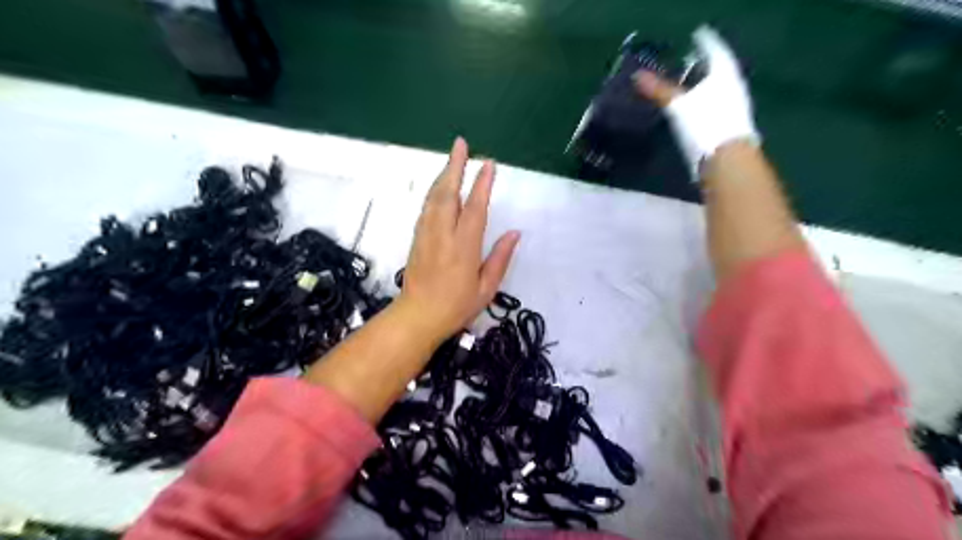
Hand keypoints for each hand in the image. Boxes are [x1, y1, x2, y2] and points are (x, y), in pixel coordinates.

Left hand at [397, 137, 522, 342]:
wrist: (417, 317)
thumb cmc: (456, 307)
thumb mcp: (486, 289)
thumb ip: (500, 258)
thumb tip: (514, 233)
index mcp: (463, 247)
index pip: (474, 208)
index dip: (482, 184)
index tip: (488, 164)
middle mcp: (442, 235)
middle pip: (448, 193)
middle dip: (455, 166)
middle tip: (461, 144)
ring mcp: (426, 235)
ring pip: (434, 198)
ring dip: (443, 175)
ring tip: (453, 158)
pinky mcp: (416, 238)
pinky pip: (426, 208)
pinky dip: (434, 192)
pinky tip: (439, 187)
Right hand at [634, 24, 759, 177]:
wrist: (726, 162)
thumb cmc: (704, 125)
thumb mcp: (678, 106)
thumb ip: (659, 91)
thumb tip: (637, 76)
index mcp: (725, 75)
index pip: (715, 51)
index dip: (705, 44)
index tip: (695, 38)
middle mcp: (733, 88)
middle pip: (718, 71)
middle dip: (704, 67)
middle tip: (689, 62)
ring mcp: (734, 109)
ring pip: (718, 91)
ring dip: (704, 88)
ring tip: (688, 87)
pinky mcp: (728, 129)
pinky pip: (715, 109)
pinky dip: (704, 106)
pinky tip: (694, 113)